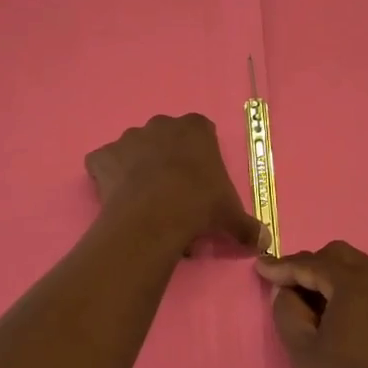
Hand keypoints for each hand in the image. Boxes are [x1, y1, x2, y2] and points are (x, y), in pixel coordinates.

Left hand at [85, 114, 265, 255]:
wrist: (155, 215)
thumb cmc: (200, 205)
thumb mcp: (231, 216)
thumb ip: (248, 226)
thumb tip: (265, 242)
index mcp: (195, 128)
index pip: (200, 132)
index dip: (199, 156)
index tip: (200, 181)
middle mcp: (160, 125)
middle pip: (164, 138)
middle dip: (166, 159)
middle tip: (173, 193)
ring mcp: (128, 138)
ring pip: (133, 149)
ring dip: (136, 168)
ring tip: (144, 201)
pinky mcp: (102, 156)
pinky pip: (103, 163)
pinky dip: (106, 176)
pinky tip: (115, 198)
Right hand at [259, 241, 367, 367]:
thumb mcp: (302, 349)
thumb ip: (286, 309)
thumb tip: (284, 290)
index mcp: (355, 284)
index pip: (312, 263)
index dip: (283, 266)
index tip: (260, 268)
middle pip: (338, 256)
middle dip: (309, 266)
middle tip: (286, 287)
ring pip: (357, 267)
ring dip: (331, 276)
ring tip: (310, 303)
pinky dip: (351, 289)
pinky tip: (337, 314)